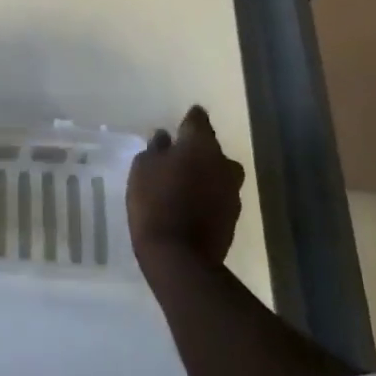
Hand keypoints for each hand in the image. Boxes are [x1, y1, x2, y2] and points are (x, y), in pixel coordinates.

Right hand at [127, 105, 244, 269]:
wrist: (180, 256)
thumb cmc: (155, 203)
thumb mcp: (142, 169)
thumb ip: (155, 149)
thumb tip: (165, 137)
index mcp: (200, 145)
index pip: (198, 120)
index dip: (189, 119)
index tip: (181, 122)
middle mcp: (223, 162)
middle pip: (211, 148)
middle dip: (197, 150)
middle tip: (177, 157)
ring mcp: (232, 190)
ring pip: (219, 172)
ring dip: (205, 173)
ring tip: (185, 183)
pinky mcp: (233, 215)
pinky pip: (219, 195)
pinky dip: (208, 195)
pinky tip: (191, 204)